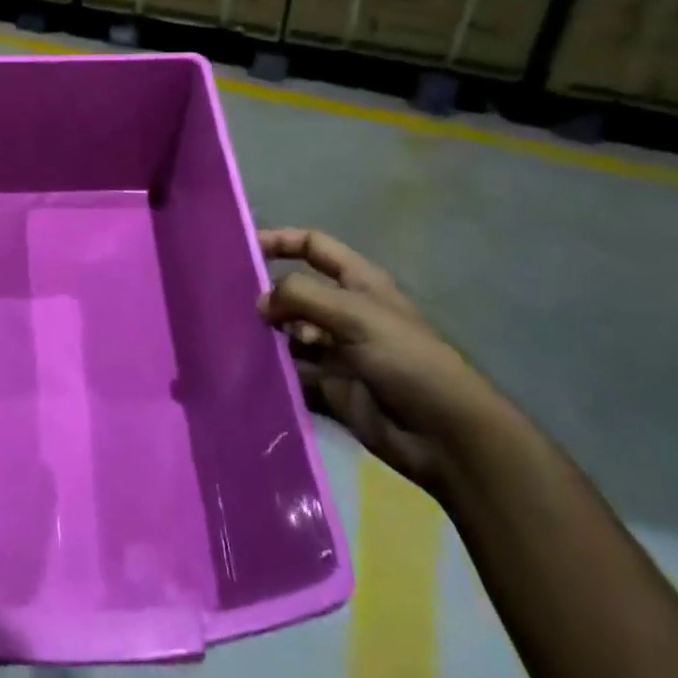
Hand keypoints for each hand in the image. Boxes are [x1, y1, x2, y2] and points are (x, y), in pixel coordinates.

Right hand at [258, 228, 508, 498]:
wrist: (446, 436)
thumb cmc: (406, 359)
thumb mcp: (355, 314)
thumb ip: (302, 296)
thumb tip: (261, 301)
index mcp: (358, 283)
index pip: (313, 246)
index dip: (280, 241)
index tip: (243, 250)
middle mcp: (345, 313)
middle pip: (296, 293)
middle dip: (267, 298)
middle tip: (230, 308)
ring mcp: (338, 352)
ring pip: (290, 336)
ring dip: (268, 338)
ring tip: (237, 343)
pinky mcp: (332, 390)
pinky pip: (295, 375)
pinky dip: (276, 374)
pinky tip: (252, 374)